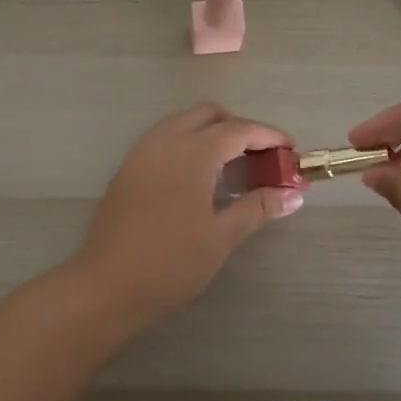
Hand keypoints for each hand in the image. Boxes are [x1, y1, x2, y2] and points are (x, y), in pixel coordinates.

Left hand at [75, 103, 303, 323]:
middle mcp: (164, 142)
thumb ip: (257, 208)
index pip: (238, 129)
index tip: (291, 150)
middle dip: (239, 127)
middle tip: (261, 157)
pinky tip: (198, 178)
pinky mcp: (127, 169)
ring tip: (232, 166)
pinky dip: (188, 144)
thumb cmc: (170, 263)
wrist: (107, 286)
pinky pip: (163, 139)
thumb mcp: (221, 237)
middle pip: (208, 115)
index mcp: (191, 153)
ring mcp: (141, 153)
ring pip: (182, 122)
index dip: (268, 136)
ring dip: (211, 133)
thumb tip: (293, 195)